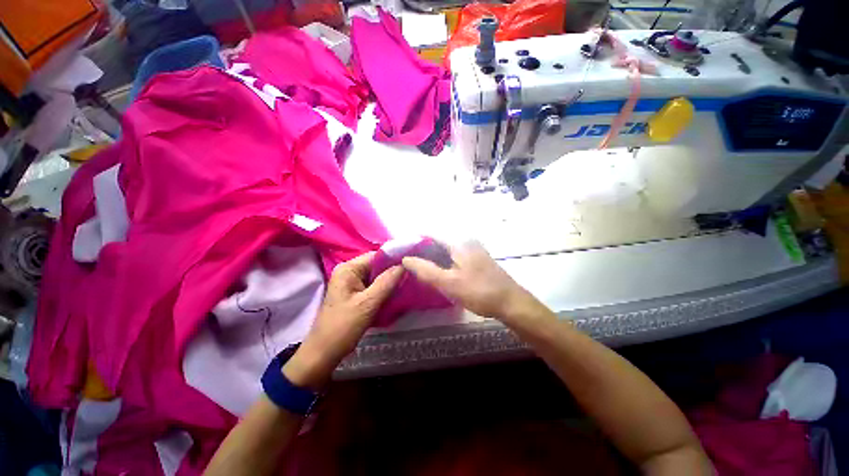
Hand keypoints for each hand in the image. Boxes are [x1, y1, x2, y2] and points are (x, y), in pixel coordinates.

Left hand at [284, 252, 402, 388]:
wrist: (324, 353)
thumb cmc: (343, 327)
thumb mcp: (367, 304)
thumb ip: (386, 282)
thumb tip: (404, 264)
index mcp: (348, 269)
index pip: (376, 255)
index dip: (394, 258)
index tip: (413, 263)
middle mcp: (349, 271)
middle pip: (377, 265)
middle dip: (394, 269)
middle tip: (413, 274)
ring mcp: (352, 283)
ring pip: (377, 275)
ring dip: (391, 279)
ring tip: (409, 282)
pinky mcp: (356, 293)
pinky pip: (374, 285)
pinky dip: (385, 288)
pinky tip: (397, 292)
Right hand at [401, 241, 539, 321]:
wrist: (511, 303)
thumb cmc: (479, 292)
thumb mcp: (449, 283)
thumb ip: (426, 270)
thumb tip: (406, 259)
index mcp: (459, 242)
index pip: (431, 234)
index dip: (415, 240)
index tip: (402, 250)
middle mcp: (466, 241)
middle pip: (438, 241)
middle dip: (422, 249)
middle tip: (409, 262)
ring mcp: (473, 250)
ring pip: (446, 249)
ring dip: (433, 256)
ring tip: (420, 267)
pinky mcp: (477, 259)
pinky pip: (454, 256)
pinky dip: (443, 261)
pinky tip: (439, 271)